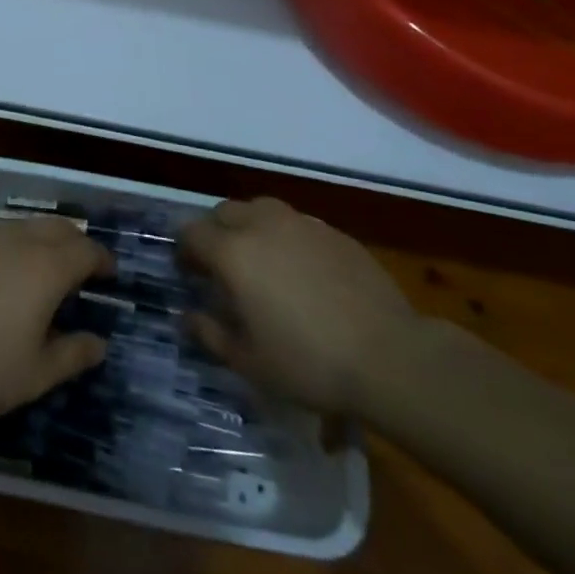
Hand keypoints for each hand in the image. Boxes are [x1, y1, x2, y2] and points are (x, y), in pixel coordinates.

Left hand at [0, 216, 113, 420]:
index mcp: (47, 267)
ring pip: (28, 225)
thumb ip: (71, 356)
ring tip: (49, 263)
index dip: (103, 260)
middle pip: (59, 228)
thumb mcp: (33, 375)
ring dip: (47, 237)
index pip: (86, 251)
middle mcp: (21, 240)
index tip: (111, 274)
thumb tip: (100, 342)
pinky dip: (17, 242)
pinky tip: (6, 266)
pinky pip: (1, 232)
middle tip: (85, 266)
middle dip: (78, 242)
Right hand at [180, 197, 418, 414]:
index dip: (185, 250)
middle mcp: (263, 225)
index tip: (189, 272)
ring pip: (262, 210)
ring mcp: (302, 224)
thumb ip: (210, 334)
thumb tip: (187, 316)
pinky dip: (288, 239)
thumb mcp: (249, 362)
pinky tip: (303, 272)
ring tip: (262, 262)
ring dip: (251, 228)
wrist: (389, 357)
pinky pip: (298, 225)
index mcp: (234, 252)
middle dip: (216, 232)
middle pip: (225, 212)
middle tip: (222, 266)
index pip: (192, 233)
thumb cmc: (308, 363)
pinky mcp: (335, 233)